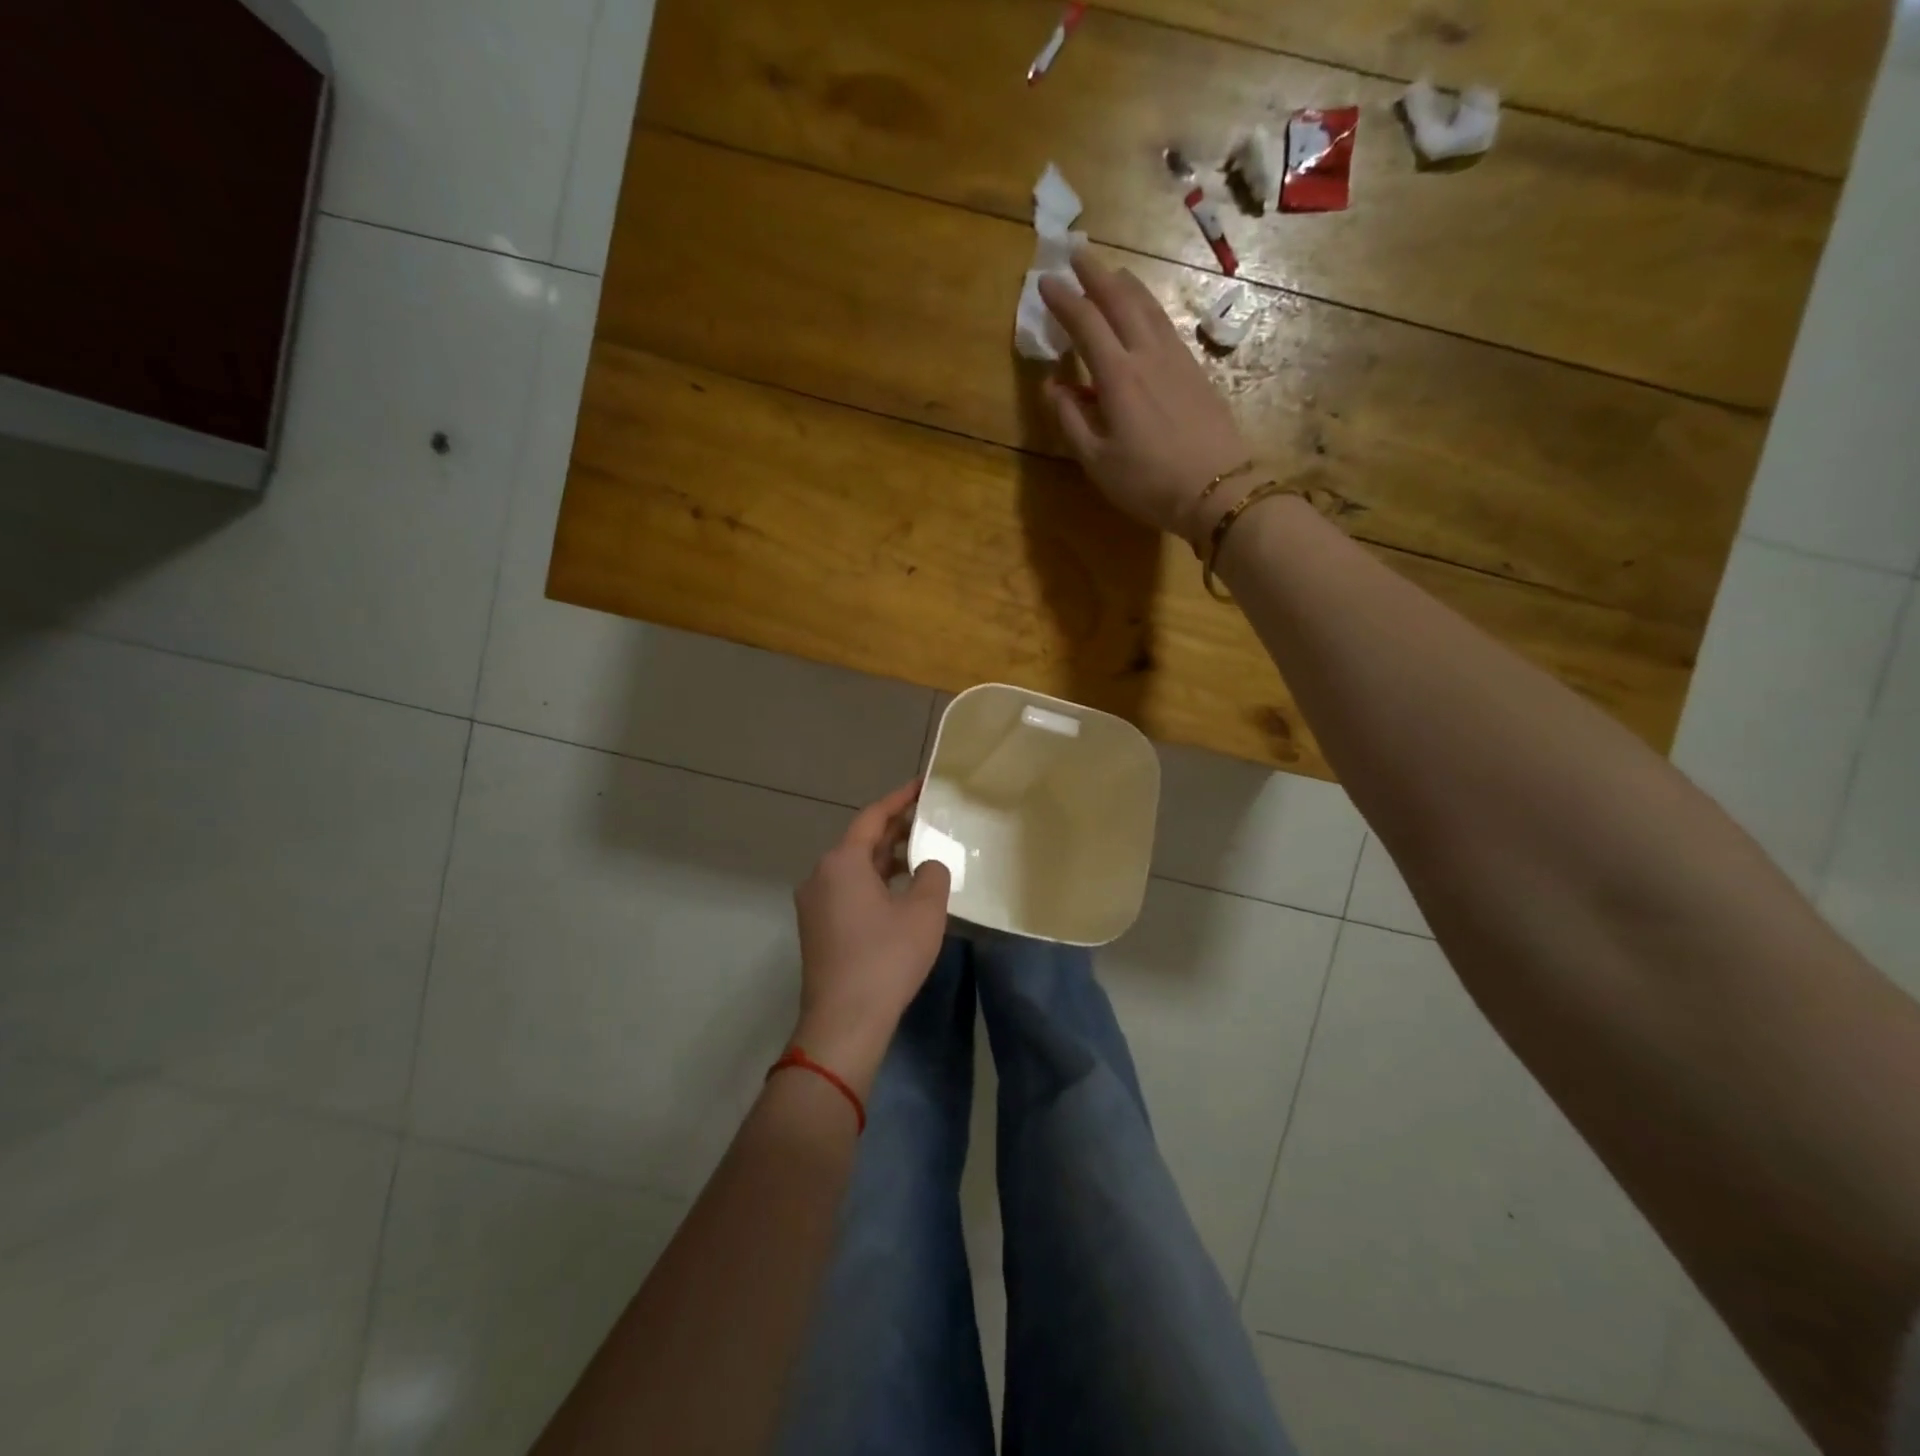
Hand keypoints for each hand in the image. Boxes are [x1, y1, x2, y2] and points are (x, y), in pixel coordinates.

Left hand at [791, 780, 951, 1095]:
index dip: (900, 798)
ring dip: (885, 859)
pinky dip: (873, 882)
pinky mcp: (817, 928)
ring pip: (853, 868)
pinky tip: (899, 894)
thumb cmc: (886, 959)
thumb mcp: (924, 912)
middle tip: (929, 820)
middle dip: (895, 829)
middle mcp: (821, 875)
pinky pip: (847, 890)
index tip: (923, 786)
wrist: (844, 1022)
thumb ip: (934, 875)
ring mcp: (814, 903)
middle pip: (861, 841)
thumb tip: (929, 866)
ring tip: (920, 855)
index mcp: (842, 861)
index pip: (873, 816)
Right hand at [1038, 254, 1253, 541]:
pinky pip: (1165, 325)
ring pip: (1148, 307)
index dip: (1063, 300)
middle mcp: (1147, 355)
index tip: (1045, 282)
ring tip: (1112, 272)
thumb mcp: (1097, 461)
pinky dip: (1148, 308)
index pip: (1085, 324)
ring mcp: (1176, 359)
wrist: (1217, 490)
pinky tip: (1145, 313)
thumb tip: (1051, 386)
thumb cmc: (1148, 482)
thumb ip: (1071, 420)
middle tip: (1077, 253)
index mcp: (1117, 376)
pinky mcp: (1196, 371)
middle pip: (1120, 301)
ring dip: (1126, 285)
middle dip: (1096, 274)